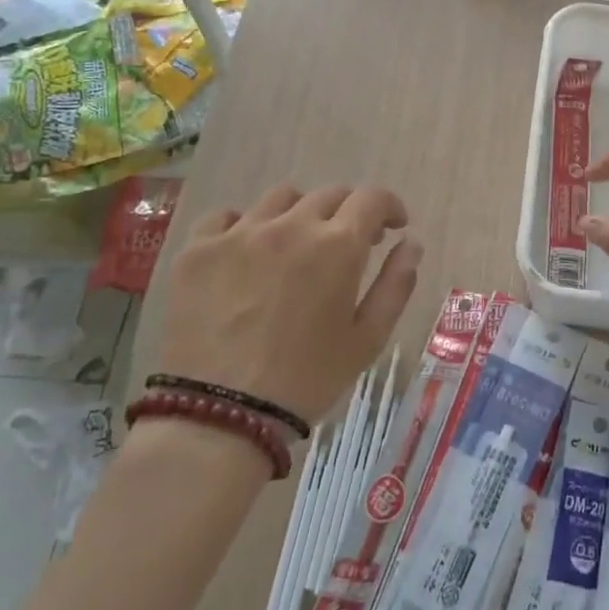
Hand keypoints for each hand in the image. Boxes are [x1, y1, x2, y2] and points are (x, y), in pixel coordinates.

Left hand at [156, 184, 421, 423]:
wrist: (220, 414)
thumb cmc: (307, 379)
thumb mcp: (368, 339)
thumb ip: (396, 284)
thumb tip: (410, 243)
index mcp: (337, 246)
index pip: (372, 199)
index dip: (389, 207)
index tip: (392, 227)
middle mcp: (291, 225)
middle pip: (329, 195)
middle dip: (349, 212)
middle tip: (348, 244)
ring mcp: (239, 233)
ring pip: (280, 199)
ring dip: (300, 214)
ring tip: (296, 246)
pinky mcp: (198, 249)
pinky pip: (226, 217)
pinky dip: (246, 226)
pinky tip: (246, 254)